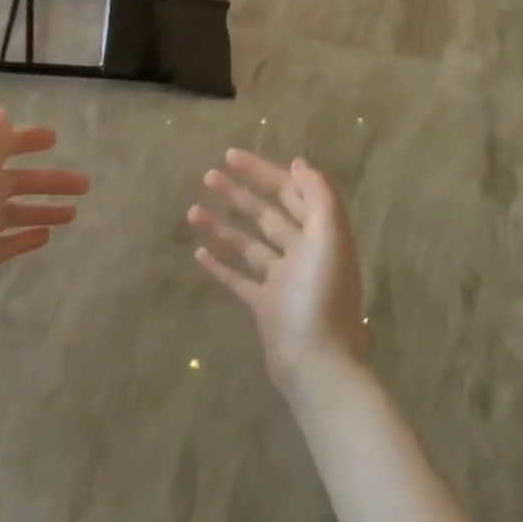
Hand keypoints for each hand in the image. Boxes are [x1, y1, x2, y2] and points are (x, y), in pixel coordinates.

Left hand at [0, 109, 88, 350]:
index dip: (23, 141)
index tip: (55, 140)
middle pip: (9, 183)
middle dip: (45, 181)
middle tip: (84, 186)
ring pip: (9, 212)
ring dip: (40, 208)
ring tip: (73, 215)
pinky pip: (3, 240)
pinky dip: (23, 235)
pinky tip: (45, 238)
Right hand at [188, 150, 365, 392]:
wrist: (316, 365)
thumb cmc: (321, 298)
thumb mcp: (329, 240)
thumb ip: (319, 198)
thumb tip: (300, 164)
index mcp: (321, 236)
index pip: (291, 193)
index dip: (264, 172)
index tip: (232, 156)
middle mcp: (302, 254)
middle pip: (269, 215)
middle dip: (240, 193)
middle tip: (208, 175)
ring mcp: (282, 281)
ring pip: (249, 244)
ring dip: (223, 225)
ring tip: (192, 211)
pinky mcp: (264, 307)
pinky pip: (239, 279)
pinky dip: (220, 264)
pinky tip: (198, 252)